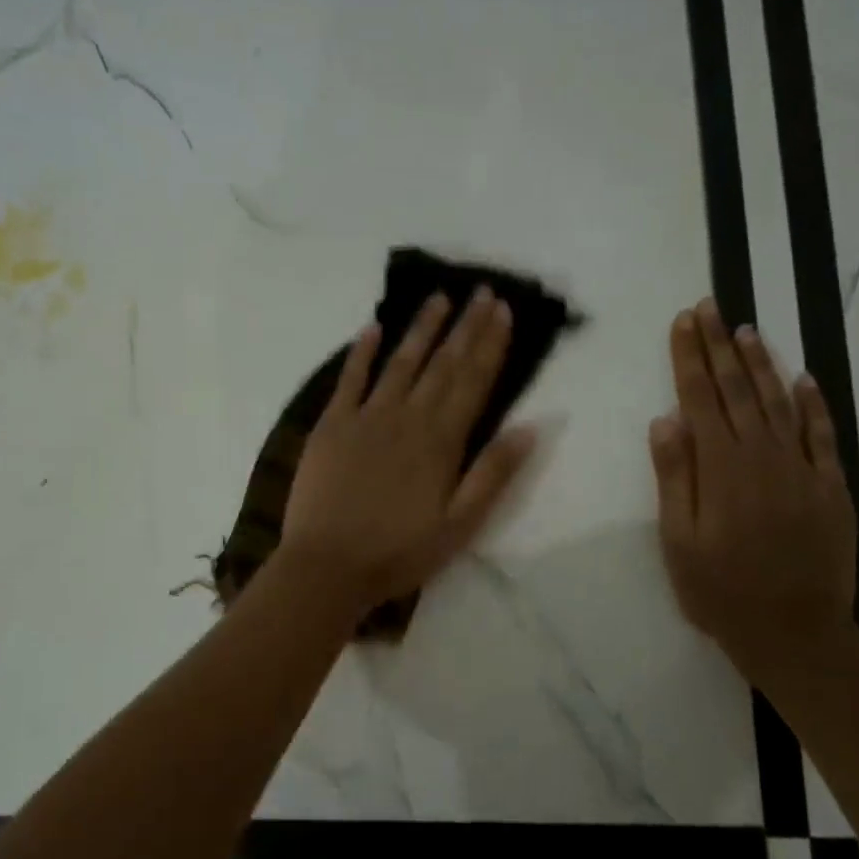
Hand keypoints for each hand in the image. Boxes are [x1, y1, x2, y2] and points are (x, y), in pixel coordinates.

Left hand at [280, 289, 535, 612]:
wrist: (327, 567)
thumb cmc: (399, 553)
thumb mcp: (460, 526)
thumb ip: (493, 474)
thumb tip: (530, 427)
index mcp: (441, 442)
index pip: (473, 382)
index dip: (490, 345)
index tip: (503, 311)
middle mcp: (406, 418)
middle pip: (442, 364)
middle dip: (465, 326)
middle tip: (482, 291)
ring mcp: (365, 417)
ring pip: (400, 363)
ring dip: (421, 328)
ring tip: (439, 297)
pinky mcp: (331, 426)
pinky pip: (349, 380)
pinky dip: (361, 352)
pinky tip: (373, 328)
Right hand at [649, 299, 858, 683]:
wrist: (795, 634)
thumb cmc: (720, 591)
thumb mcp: (678, 540)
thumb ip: (675, 477)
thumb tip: (666, 419)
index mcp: (720, 468)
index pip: (700, 398)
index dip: (689, 357)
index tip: (683, 321)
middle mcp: (761, 456)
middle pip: (737, 389)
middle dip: (720, 345)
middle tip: (709, 306)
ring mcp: (801, 469)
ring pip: (778, 402)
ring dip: (760, 363)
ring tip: (746, 330)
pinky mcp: (830, 486)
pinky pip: (822, 434)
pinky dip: (813, 403)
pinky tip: (802, 378)